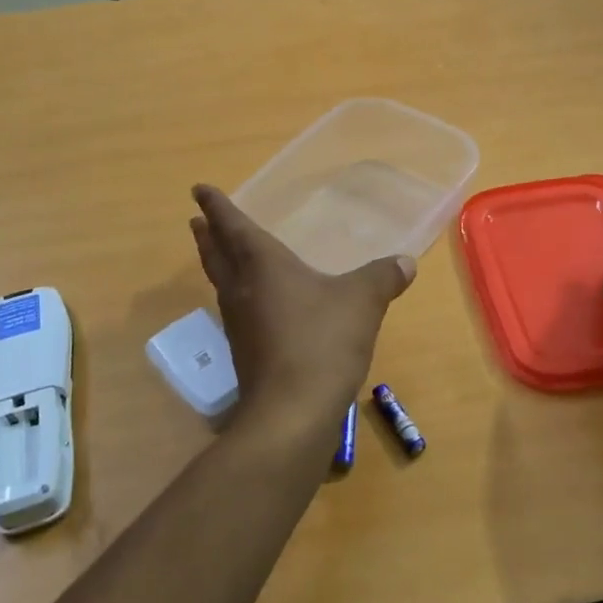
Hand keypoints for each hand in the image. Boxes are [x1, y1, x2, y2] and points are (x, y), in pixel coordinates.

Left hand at [189, 185, 415, 433]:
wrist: (292, 413)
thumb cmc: (322, 341)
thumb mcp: (362, 302)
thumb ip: (382, 278)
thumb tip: (405, 262)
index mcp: (262, 266)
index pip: (235, 227)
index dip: (217, 206)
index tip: (199, 190)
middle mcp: (243, 291)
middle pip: (217, 256)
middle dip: (208, 236)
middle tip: (197, 221)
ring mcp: (240, 326)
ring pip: (223, 285)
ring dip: (218, 266)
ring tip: (219, 255)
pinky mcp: (247, 356)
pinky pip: (237, 313)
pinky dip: (239, 298)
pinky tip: (255, 307)